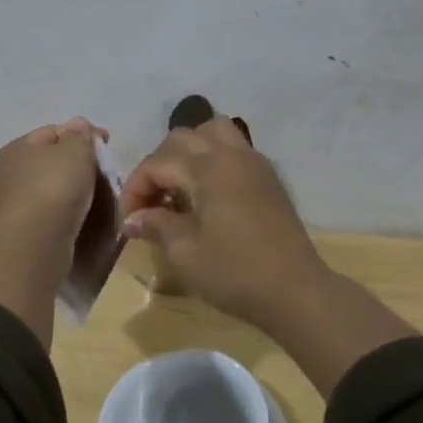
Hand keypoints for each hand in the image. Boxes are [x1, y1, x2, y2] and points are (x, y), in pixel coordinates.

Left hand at [0, 117, 108, 243]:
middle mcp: (5, 174)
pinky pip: (46, 214)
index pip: (53, 131)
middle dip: (73, 164)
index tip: (106, 144)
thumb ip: (80, 135)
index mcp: (15, 148)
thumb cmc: (55, 187)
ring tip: (94, 198)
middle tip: (101, 172)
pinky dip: (62, 213)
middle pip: (48, 161)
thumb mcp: (75, 150)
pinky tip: (78, 218)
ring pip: (46, 189)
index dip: (81, 134)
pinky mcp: (18, 232)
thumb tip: (79, 127)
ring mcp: (9, 205)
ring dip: (67, 191)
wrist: (36, 243)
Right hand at [120, 116, 329, 326]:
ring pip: (213, 132)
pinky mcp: (268, 177)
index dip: (134, 189)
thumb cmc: (234, 271)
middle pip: (181, 138)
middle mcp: (230, 154)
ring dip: (188, 151)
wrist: (295, 291)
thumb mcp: (184, 252)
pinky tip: (208, 193)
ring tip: (180, 185)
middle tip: (150, 202)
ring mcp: (253, 162)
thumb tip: (133, 218)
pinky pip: (234, 148)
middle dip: (158, 166)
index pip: (156, 163)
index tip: (128, 222)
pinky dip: (213, 158)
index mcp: (206, 167)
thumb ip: (155, 225)